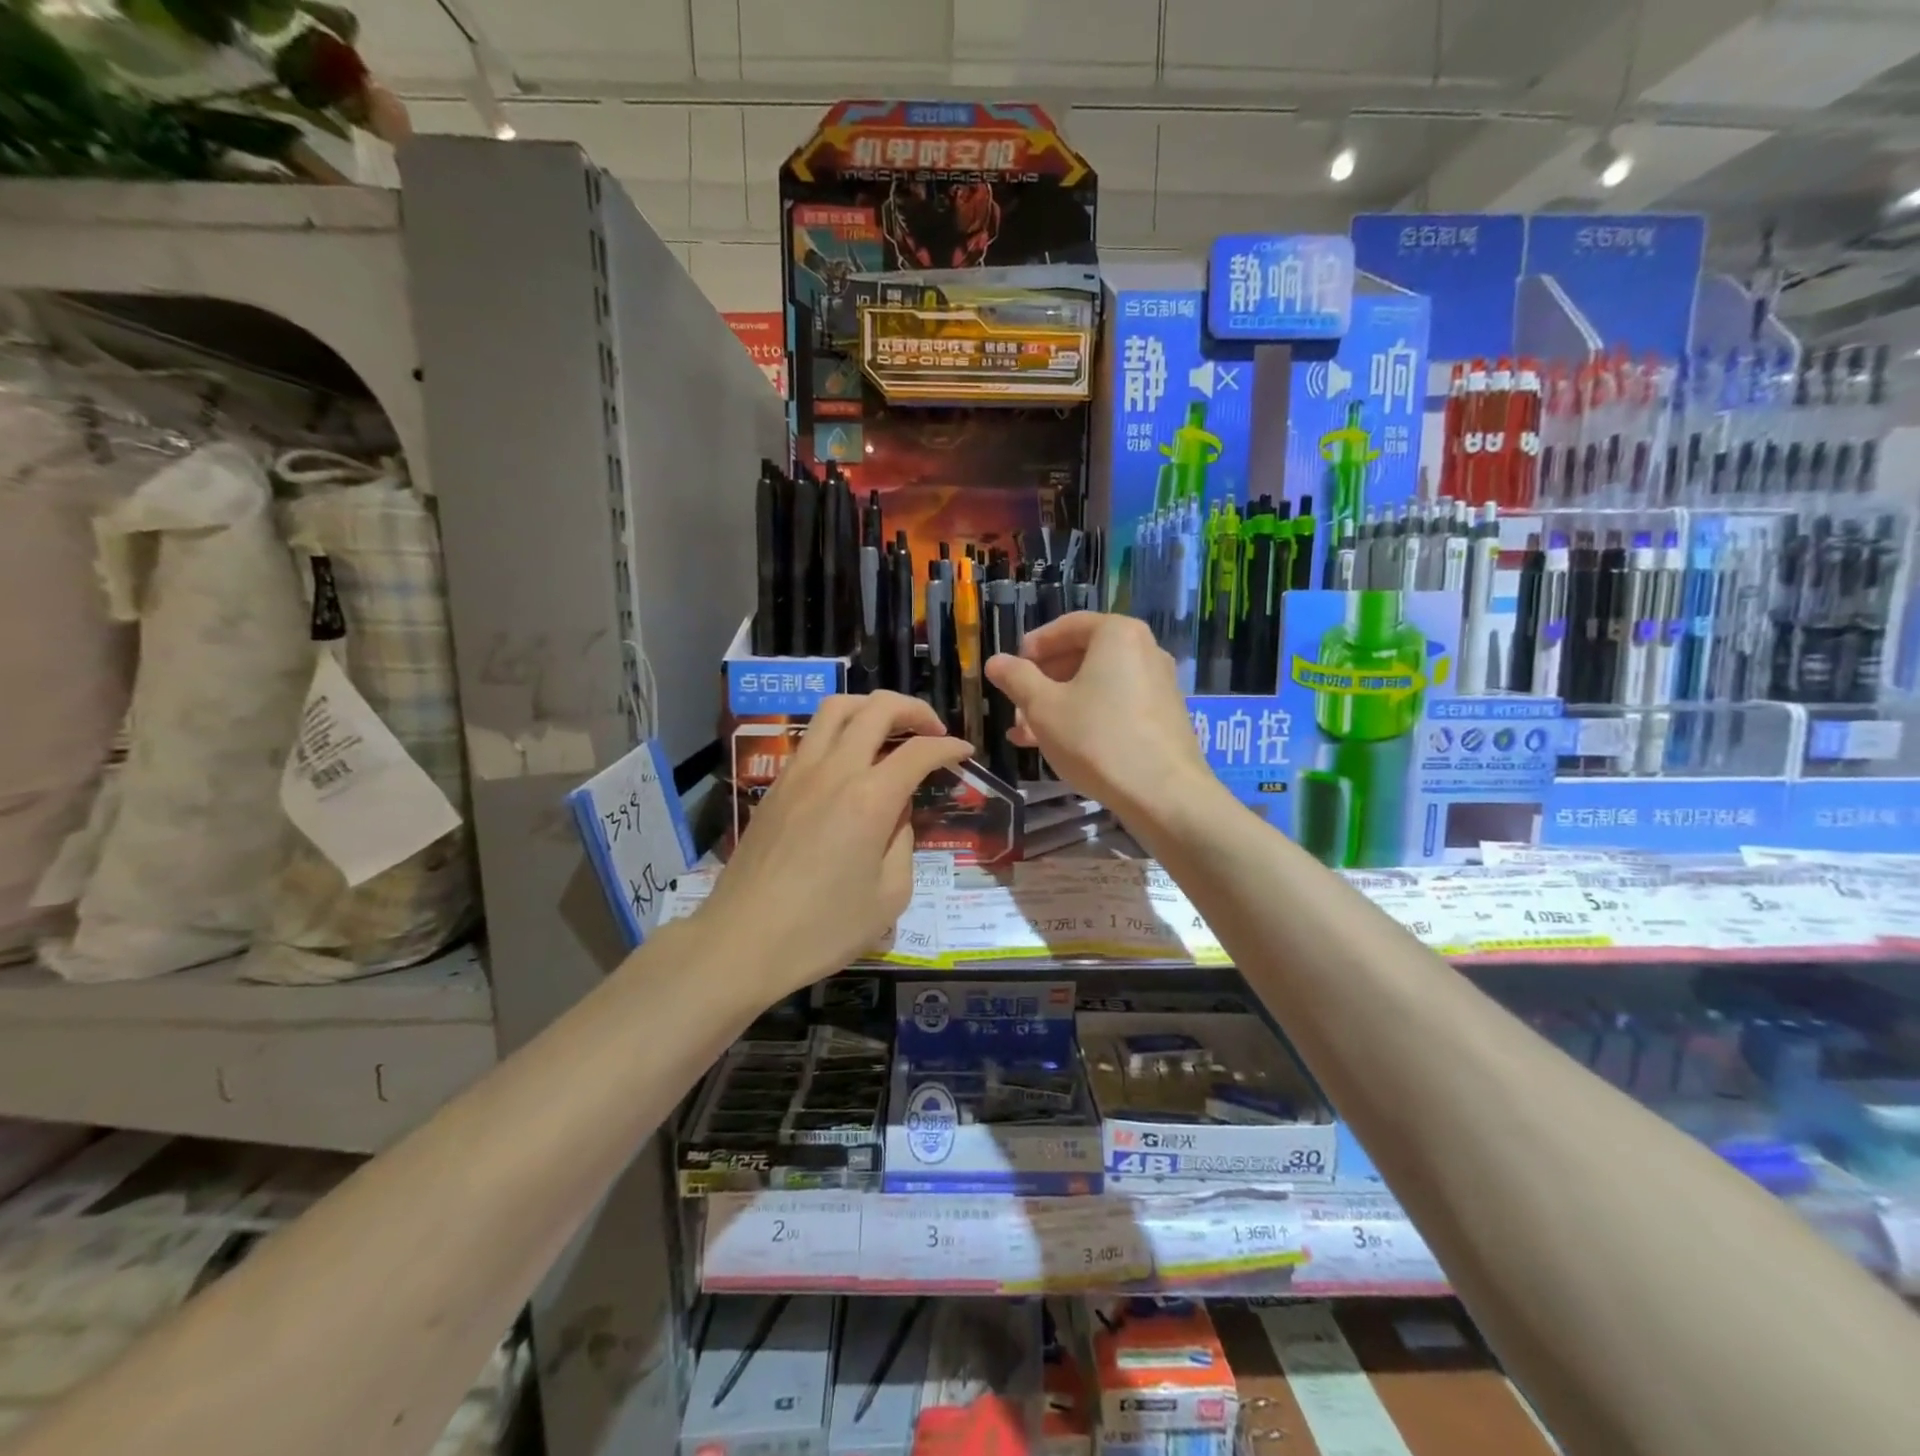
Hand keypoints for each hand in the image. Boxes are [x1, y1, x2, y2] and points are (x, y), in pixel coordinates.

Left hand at [700, 692, 970, 994]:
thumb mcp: (889, 897)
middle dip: (913, 709)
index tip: (965, 754)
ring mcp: (798, 772)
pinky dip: (840, 730)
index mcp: (870, 799)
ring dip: (871, 707)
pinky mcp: (776, 785)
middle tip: (932, 730)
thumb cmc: (822, 929)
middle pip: (877, 708)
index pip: (919, 751)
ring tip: (889, 729)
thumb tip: (897, 814)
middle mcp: (834, 771)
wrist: (742, 941)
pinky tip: (850, 760)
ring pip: (836, 708)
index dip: (949, 747)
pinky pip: (813, 736)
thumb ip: (903, 843)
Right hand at [984, 613, 1210, 825]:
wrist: (1163, 794)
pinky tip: (1059, 745)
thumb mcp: (1043, 708)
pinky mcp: (1163, 716)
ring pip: (1097, 685)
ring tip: (1025, 733)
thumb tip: (995, 661)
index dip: (1034, 646)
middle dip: (1043, 681)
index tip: (1010, 668)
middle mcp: (1144, 650)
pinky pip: (1115, 705)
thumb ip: (1017, 678)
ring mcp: (1158, 684)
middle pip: (1083, 656)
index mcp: (1117, 635)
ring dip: (1059, 704)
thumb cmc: (1096, 739)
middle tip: (1016, 706)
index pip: (1067, 626)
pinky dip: (1086, 717)